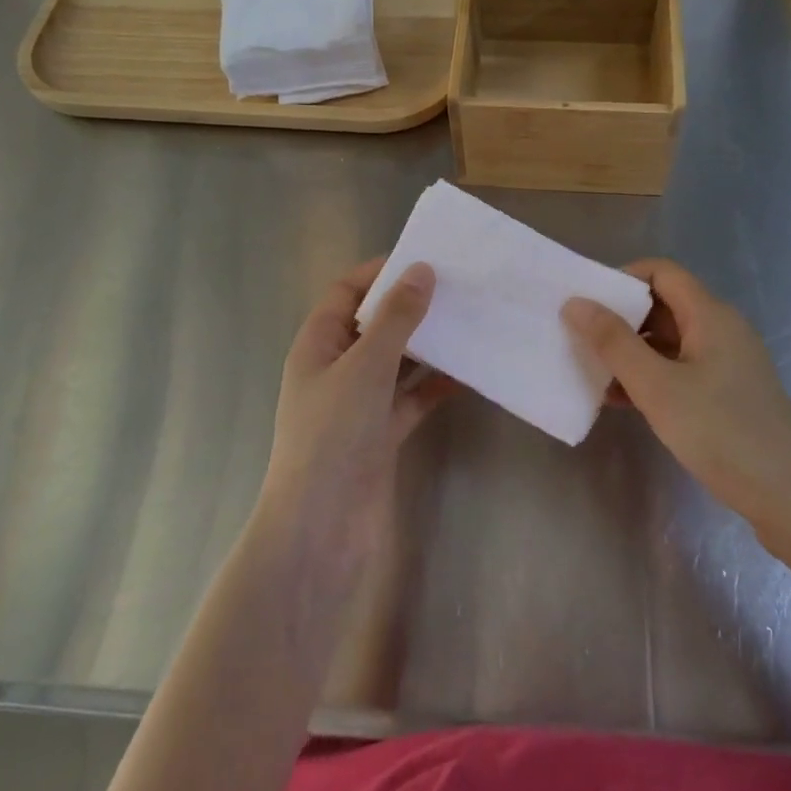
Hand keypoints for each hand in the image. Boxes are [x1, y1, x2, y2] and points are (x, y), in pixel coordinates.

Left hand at [258, 258, 453, 558]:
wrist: (322, 530)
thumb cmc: (333, 436)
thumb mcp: (365, 367)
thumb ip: (396, 319)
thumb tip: (421, 270)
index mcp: (318, 344)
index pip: (346, 292)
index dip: (380, 272)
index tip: (425, 259)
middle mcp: (337, 369)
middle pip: (376, 324)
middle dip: (412, 306)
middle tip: (459, 288)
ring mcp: (360, 404)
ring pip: (398, 362)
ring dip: (429, 345)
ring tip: (471, 322)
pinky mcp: (383, 434)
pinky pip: (413, 398)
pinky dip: (436, 385)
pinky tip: (470, 373)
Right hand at [563, 259, 790, 534]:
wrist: (790, 499)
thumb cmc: (721, 433)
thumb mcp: (657, 387)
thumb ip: (613, 342)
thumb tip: (576, 303)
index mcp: (711, 315)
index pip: (661, 272)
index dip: (622, 278)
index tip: (587, 303)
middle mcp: (722, 330)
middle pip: (664, 304)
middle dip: (620, 317)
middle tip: (581, 338)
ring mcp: (728, 363)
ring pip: (670, 341)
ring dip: (632, 351)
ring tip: (592, 371)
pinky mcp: (729, 394)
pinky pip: (681, 369)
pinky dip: (651, 376)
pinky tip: (621, 400)